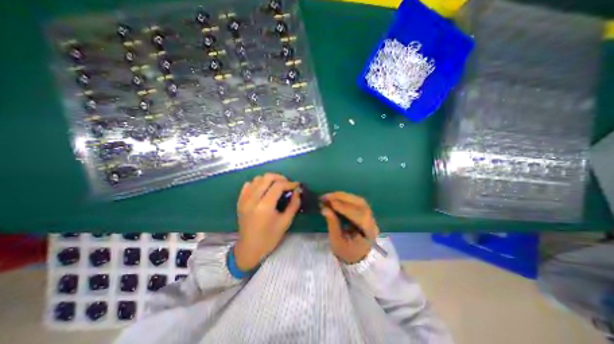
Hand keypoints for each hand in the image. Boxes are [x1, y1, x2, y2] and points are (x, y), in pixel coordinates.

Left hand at [234, 175, 301, 270]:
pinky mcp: (240, 201)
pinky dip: (258, 183)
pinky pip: (249, 184)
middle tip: (287, 185)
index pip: (278, 185)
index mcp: (264, 206)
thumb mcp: (286, 222)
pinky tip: (264, 190)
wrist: (249, 248)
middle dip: (280, 178)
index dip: (289, 183)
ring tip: (276, 187)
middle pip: (267, 177)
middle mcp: (253, 199)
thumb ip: (294, 204)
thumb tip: (298, 190)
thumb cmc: (270, 237)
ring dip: (269, 180)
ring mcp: (244, 199)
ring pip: (258, 178)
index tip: (296, 185)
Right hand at [322, 191, 379, 263]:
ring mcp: (369, 215)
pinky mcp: (364, 212)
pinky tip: (335, 199)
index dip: (343, 207)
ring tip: (329, 196)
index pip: (358, 215)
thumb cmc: (347, 252)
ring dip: (343, 196)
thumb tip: (324, 208)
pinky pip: (356, 202)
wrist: (357, 257)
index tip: (329, 202)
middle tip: (326, 196)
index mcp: (368, 231)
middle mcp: (371, 221)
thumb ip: (332, 224)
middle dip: (342, 197)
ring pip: (358, 200)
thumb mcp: (337, 242)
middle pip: (360, 203)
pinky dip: (345, 198)